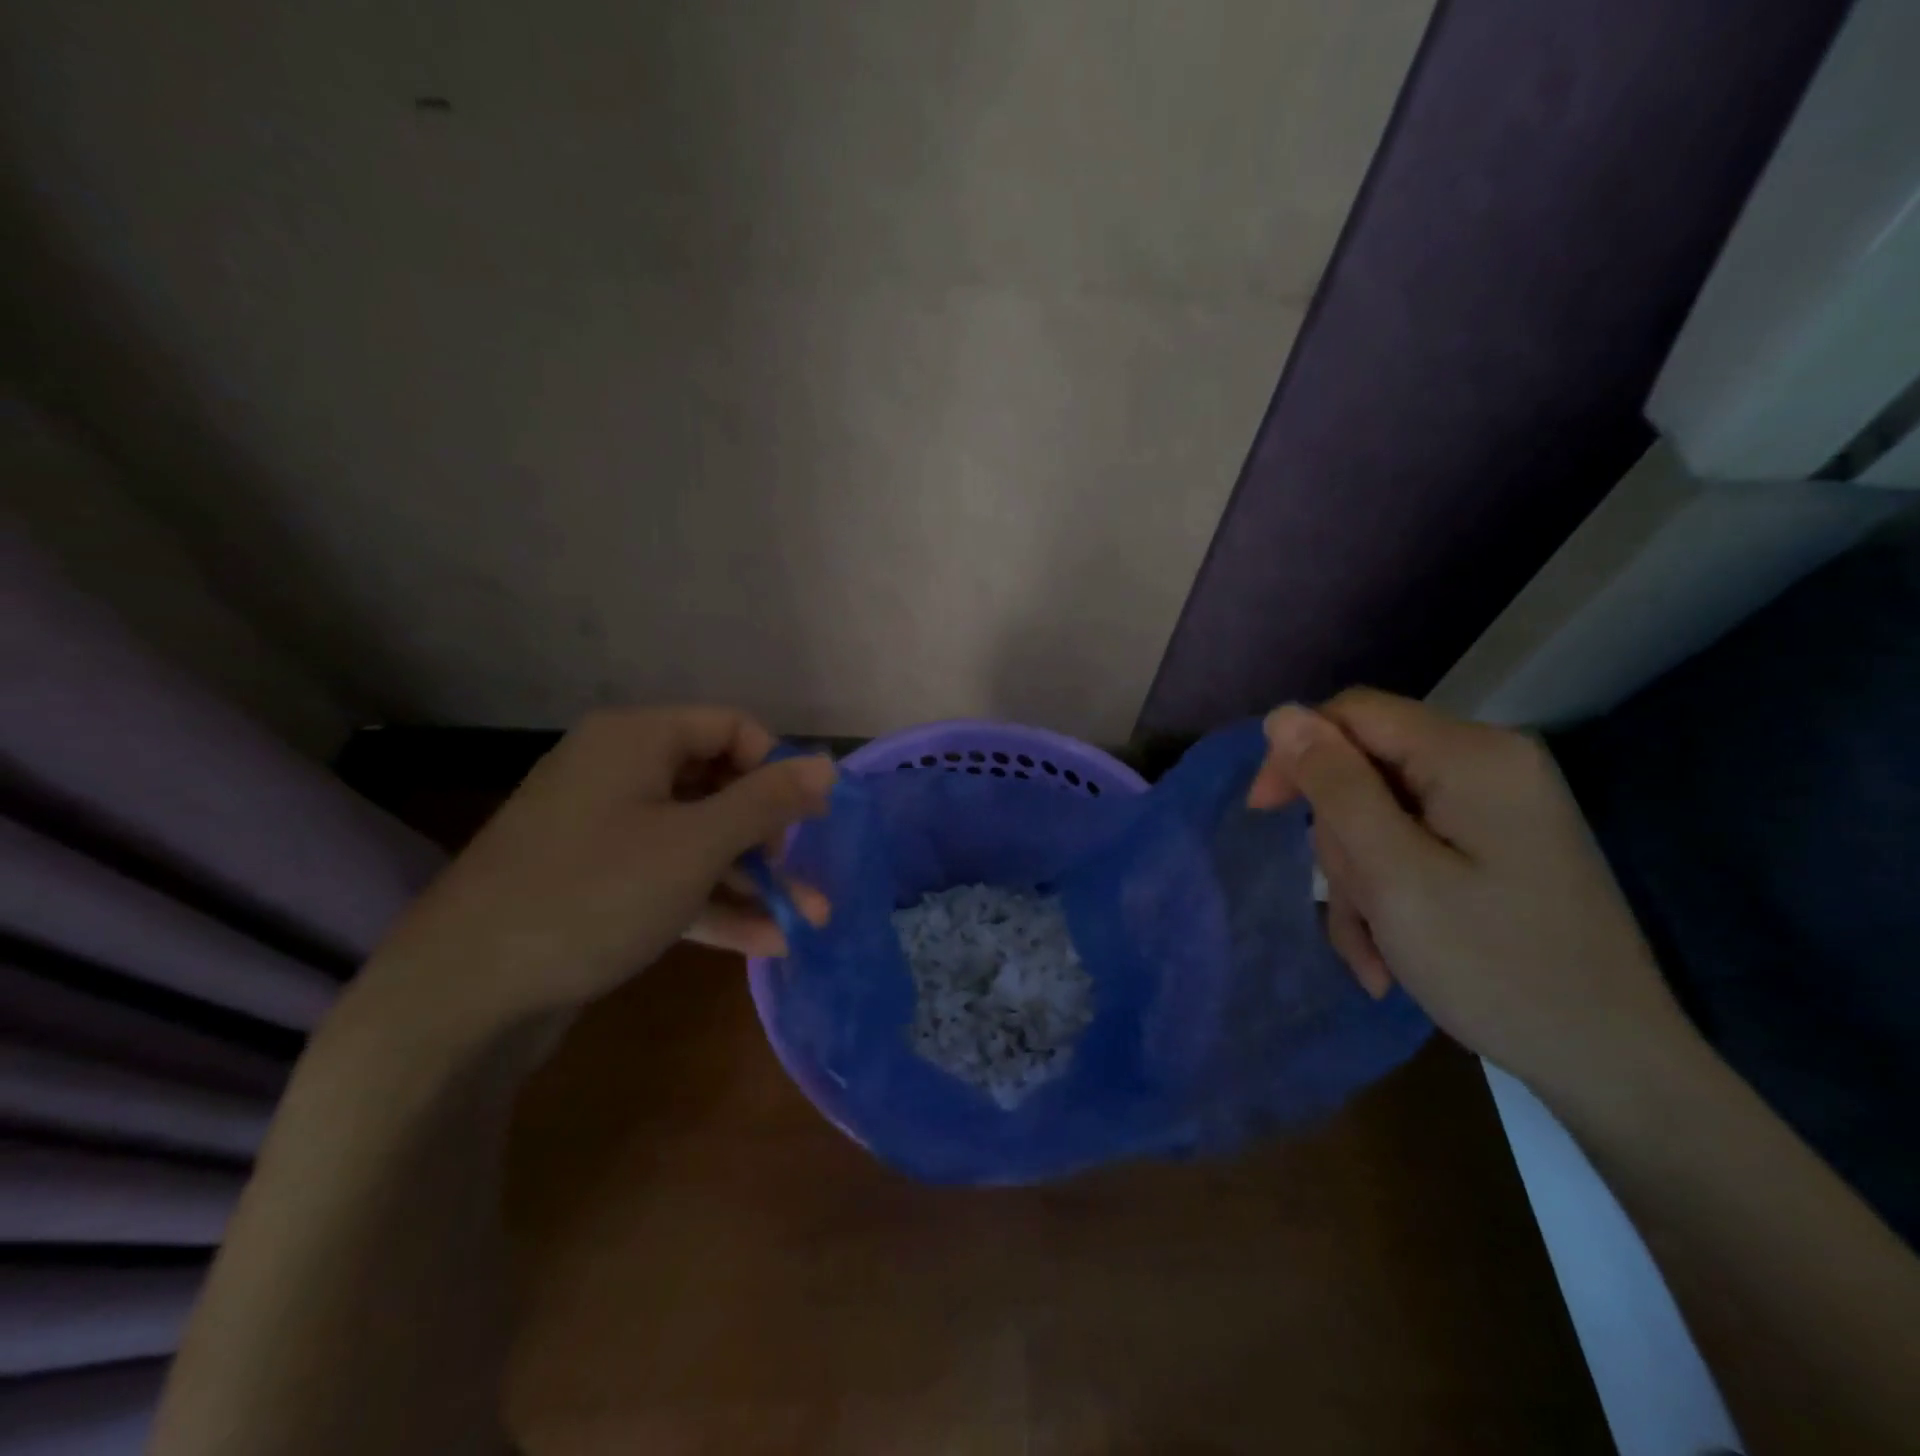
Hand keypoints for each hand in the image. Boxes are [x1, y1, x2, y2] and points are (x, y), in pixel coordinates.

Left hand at [361, 706, 834, 1033]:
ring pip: (697, 840)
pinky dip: (713, 903)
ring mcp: (604, 831)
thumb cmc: (594, 894)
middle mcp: (619, 773)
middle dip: (771, 836)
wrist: (462, 996)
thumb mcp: (696, 844)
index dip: (777, 768)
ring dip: (752, 878)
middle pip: (718, 786)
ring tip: (807, 920)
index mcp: (637, 739)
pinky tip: (766, 942)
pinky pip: (668, 877)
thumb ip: (768, 801)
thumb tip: (829, 763)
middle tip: (805, 875)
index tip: (808, 818)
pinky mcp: (595, 883)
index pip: (732, 728)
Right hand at [1247, 688, 1692, 1093]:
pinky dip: (1390, 893)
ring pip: (1380, 816)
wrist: (1610, 1063)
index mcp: (1472, 755)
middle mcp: (1490, 764)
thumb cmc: (1494, 966)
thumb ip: (1335, 786)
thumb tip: (1280, 716)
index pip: (1352, 714)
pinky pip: (1413, 845)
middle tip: (1355, 907)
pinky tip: (1390, 953)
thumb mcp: (1392, 874)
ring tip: (1375, 950)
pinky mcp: (1498, 843)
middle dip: (1342, 842)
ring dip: (1361, 882)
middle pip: (1366, 771)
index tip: (1263, 813)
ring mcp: (1497, 806)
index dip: (1297, 754)